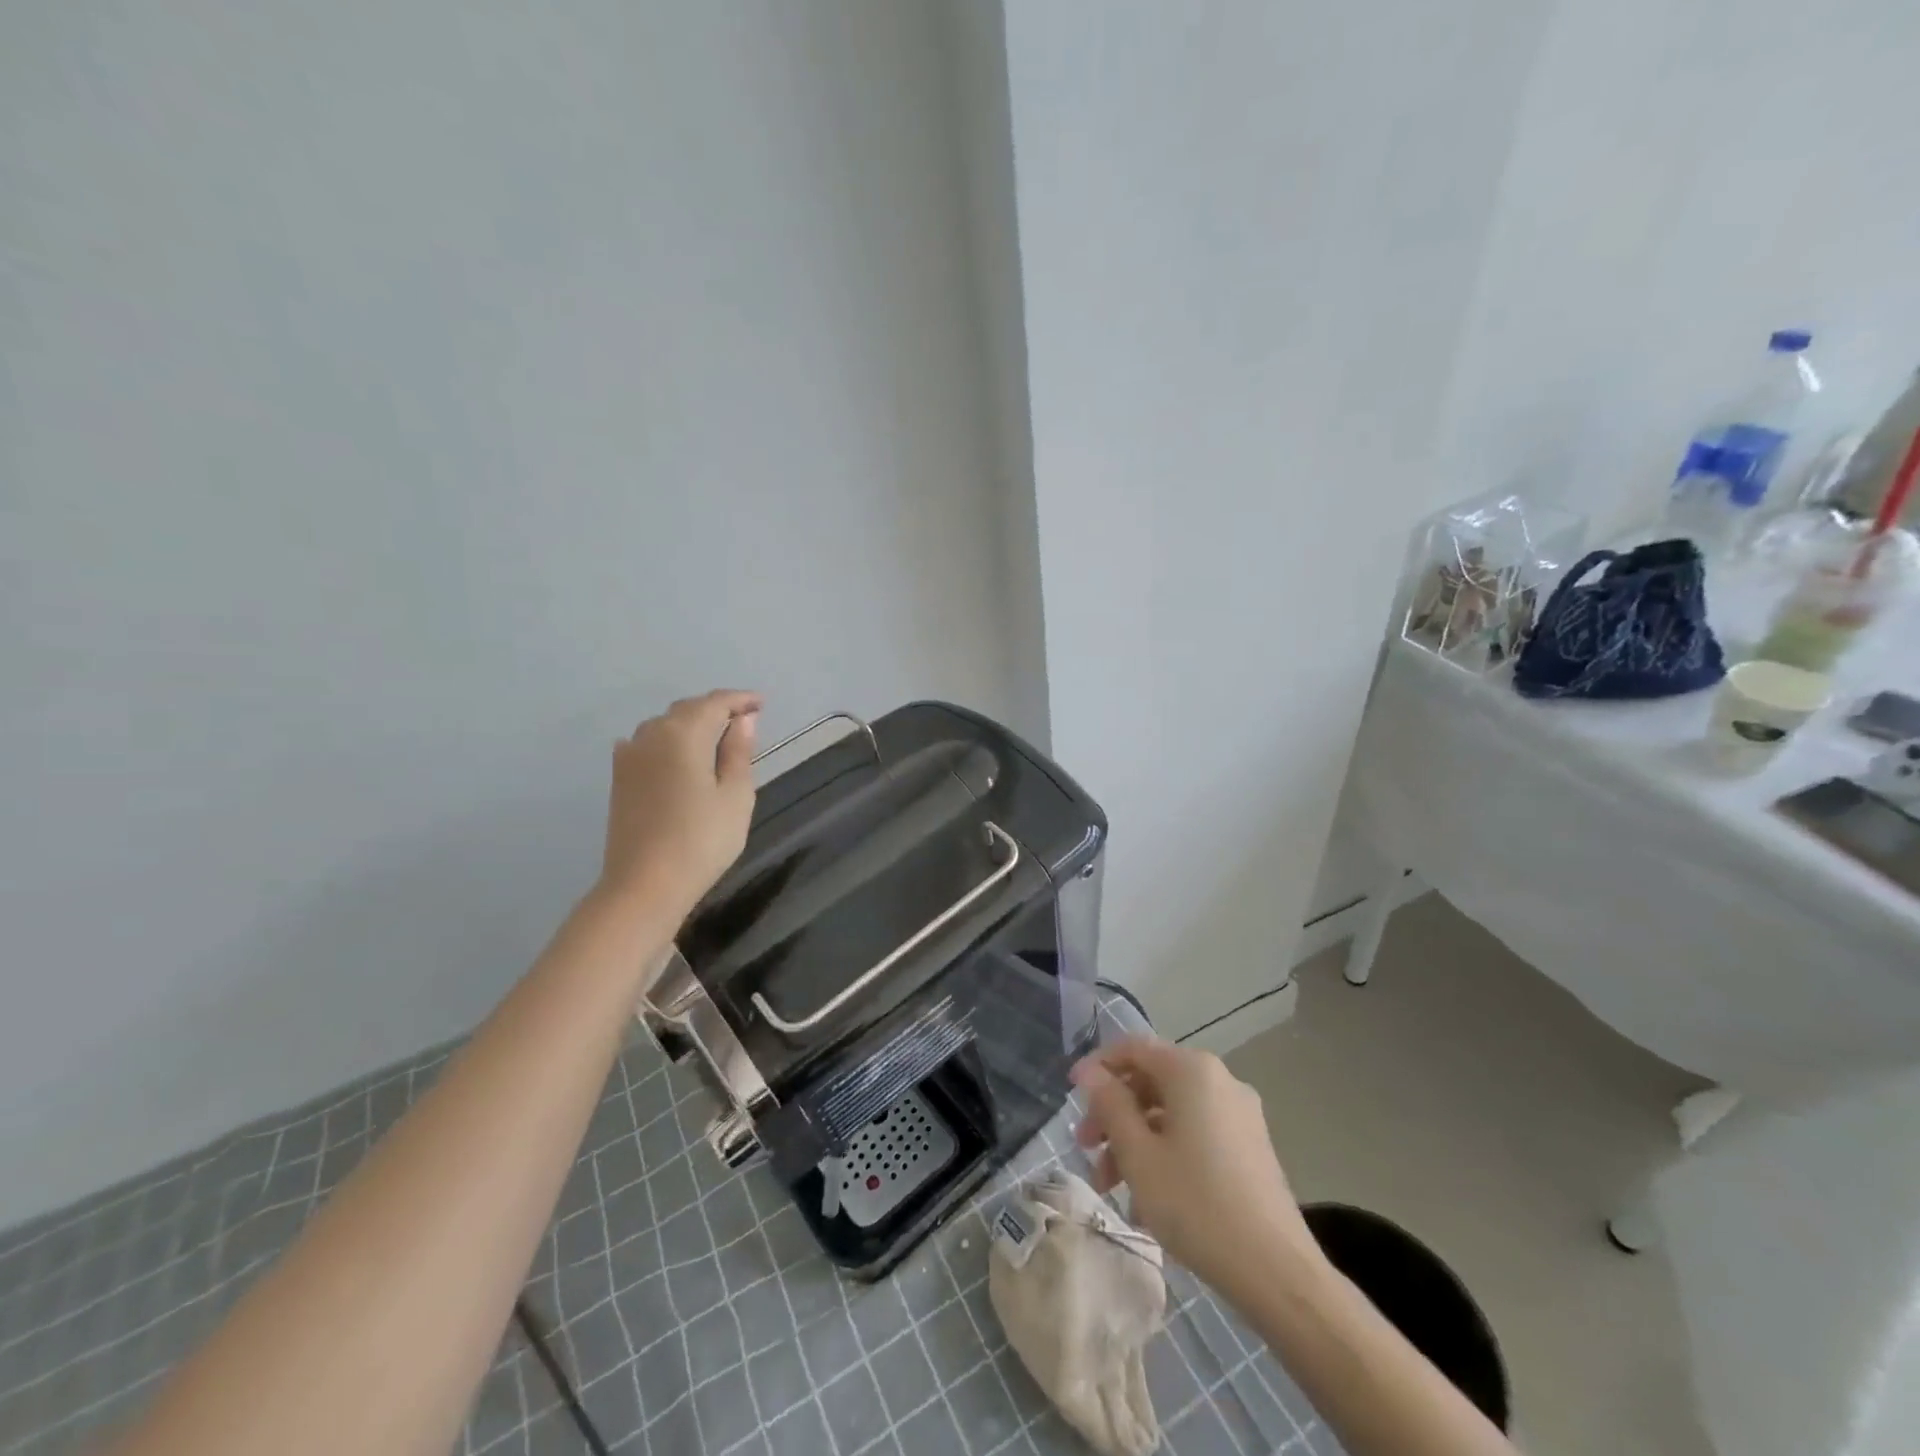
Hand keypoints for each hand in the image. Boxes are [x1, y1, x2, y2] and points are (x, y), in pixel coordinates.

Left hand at [599, 690, 760, 920]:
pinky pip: (647, 744)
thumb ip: (739, 752)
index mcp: (684, 734)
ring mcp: (629, 756)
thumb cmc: (702, 840)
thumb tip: (743, 721)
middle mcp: (651, 734)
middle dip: (716, 709)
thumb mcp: (736, 795)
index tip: (762, 704)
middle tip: (744, 720)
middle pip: (687, 710)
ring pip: (665, 725)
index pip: (716, 703)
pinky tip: (677, 754)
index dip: (741, 700)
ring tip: (716, 738)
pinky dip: (668, 741)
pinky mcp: (619, 779)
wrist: (644, 886)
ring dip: (691, 724)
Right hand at [1071, 1037, 1320, 1302]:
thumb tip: (1090, 1072)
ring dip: (1135, 1140)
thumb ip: (1110, 1105)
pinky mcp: (1249, 1147)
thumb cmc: (1196, 1204)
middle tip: (1086, 1149)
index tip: (1070, 1095)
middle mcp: (1218, 1081)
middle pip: (1151, 1082)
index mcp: (1192, 1070)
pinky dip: (1165, 1154)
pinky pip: (1194, 1135)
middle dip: (1114, 1114)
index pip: (1133, 1048)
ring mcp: (1238, 1115)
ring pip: (1171, 1113)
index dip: (1097, 1067)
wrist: (1276, 1272)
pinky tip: (1146, 1200)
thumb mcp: (1138, 1154)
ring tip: (1110, 1186)